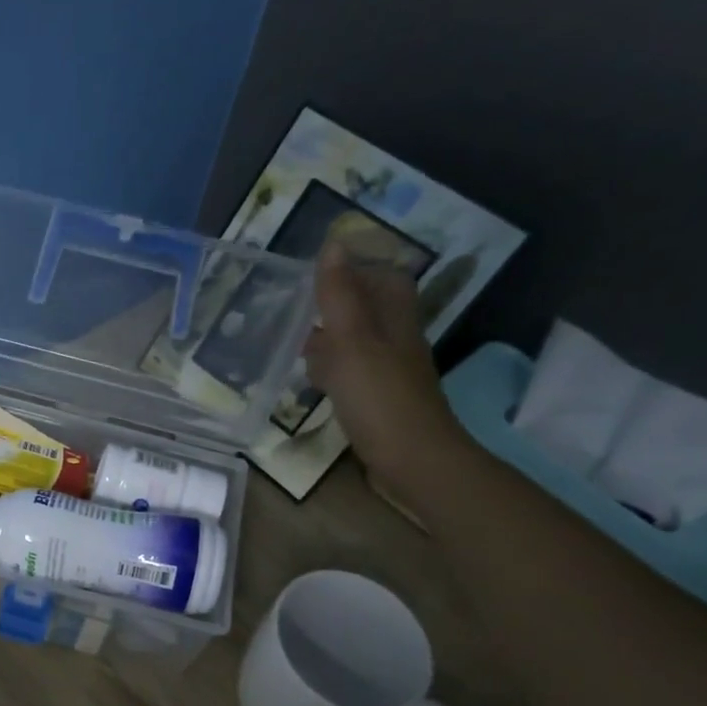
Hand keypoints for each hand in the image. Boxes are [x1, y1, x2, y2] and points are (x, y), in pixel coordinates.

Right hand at [305, 243, 471, 497]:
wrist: (411, 461)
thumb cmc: (380, 397)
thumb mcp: (352, 340)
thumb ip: (339, 296)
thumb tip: (334, 244)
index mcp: (394, 319)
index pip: (384, 278)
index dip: (358, 269)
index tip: (319, 271)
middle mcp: (396, 341)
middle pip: (369, 310)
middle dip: (336, 306)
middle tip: (297, 308)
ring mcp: (389, 374)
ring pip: (358, 344)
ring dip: (330, 340)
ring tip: (295, 343)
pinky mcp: (379, 403)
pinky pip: (353, 376)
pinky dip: (332, 373)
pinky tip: (313, 382)